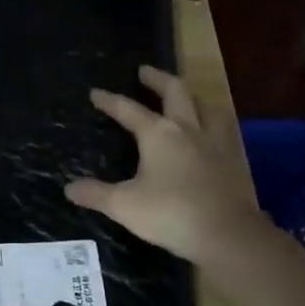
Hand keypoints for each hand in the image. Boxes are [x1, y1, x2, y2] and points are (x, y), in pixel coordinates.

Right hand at [64, 65, 270, 265]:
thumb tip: (69, 187)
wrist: (227, 234)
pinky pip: (225, 129)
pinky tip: (212, 131)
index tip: (96, 92)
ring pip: (206, 106)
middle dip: (157, 79)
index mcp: (158, 134)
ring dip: (192, 97)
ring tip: (184, 97)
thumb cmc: (170, 214)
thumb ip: (95, 194)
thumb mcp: (123, 205)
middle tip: (145, 71)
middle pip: (175, 91)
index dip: (110, 101)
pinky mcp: (235, 159)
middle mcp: (188, 128)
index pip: (128, 110)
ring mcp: (216, 142)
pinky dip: (214, 121)